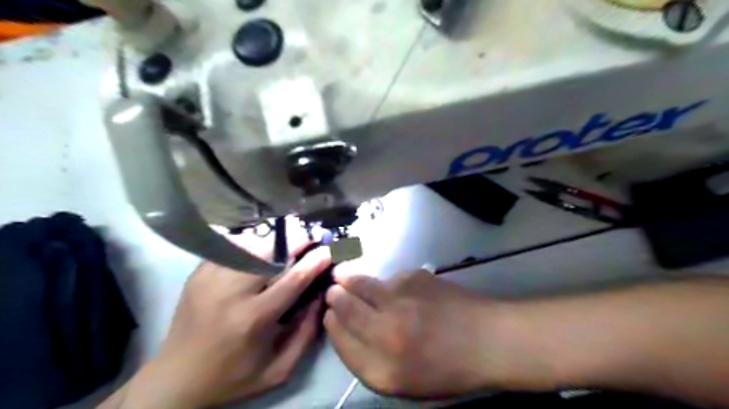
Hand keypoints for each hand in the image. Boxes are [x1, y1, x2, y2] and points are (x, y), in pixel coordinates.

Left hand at [106, 245, 331, 407]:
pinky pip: (230, 247)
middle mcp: (231, 293)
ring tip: (289, 241)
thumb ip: (306, 334)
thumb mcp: (278, 369)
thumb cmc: (232, 377)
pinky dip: (250, 243)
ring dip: (274, 240)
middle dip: (296, 241)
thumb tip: (321, 297)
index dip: (315, 261)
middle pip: (270, 253)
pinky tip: (260, 248)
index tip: (329, 250)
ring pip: (250, 245)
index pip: (293, 280)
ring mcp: (211, 279)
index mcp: (253, 319)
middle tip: (312, 237)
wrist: (176, 379)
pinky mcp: (198, 274)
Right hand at [324, 268, 508, 399]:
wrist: (487, 340)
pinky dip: (384, 282)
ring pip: (360, 284)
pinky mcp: (413, 278)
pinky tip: (394, 287)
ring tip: (343, 276)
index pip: (340, 340)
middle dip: (334, 297)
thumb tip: (347, 330)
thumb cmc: (448, 369)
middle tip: (333, 290)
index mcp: (382, 369)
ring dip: (348, 280)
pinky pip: (388, 278)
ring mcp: (399, 301)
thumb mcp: (405, 383)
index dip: (331, 325)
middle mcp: (385, 333)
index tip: (329, 315)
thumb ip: (371, 361)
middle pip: (344, 307)